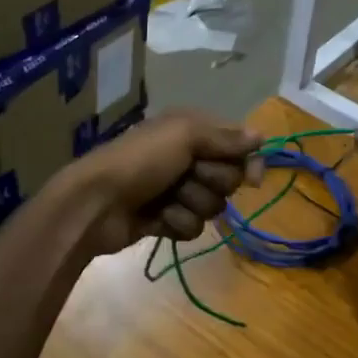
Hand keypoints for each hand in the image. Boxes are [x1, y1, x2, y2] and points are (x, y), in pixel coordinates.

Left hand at [58, 111, 262, 256]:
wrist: (96, 203)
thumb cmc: (140, 161)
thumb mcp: (183, 135)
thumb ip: (224, 136)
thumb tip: (261, 136)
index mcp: (191, 130)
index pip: (237, 145)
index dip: (247, 161)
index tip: (253, 179)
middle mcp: (187, 157)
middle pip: (228, 178)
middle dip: (211, 181)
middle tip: (187, 177)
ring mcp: (177, 191)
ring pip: (213, 205)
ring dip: (191, 204)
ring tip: (166, 200)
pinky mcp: (168, 220)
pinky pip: (193, 227)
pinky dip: (177, 223)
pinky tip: (157, 219)